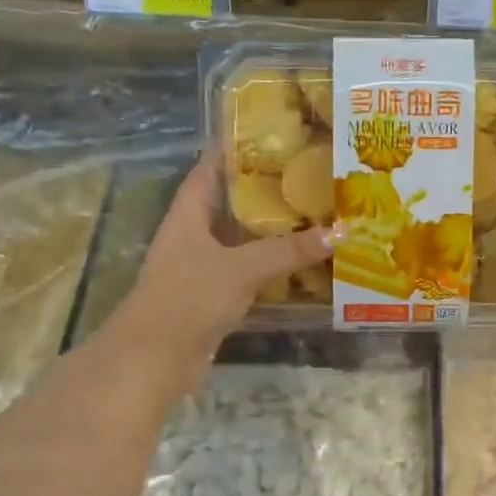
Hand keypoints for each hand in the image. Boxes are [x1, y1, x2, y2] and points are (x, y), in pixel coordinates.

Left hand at [102, 156, 336, 399]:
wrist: (154, 359)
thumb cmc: (189, 297)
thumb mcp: (242, 267)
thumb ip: (289, 250)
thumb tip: (340, 231)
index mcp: (187, 216)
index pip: (207, 171)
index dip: (231, 152)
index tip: (267, 137)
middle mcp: (191, 238)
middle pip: (228, 206)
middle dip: (262, 193)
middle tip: (304, 178)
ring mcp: (199, 271)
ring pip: (238, 243)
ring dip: (268, 235)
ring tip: (311, 217)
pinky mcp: (210, 301)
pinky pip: (244, 276)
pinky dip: (268, 270)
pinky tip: (298, 268)